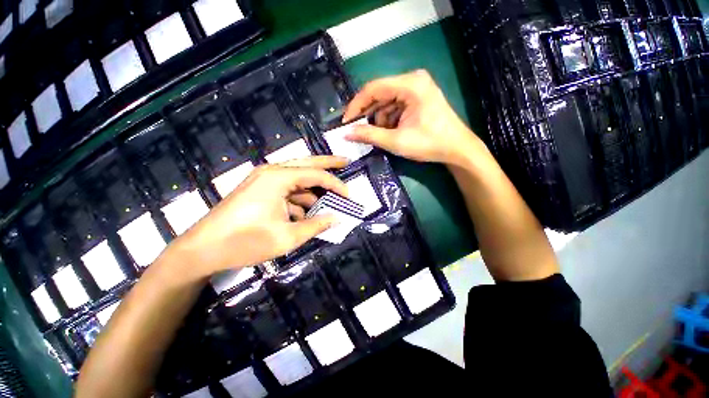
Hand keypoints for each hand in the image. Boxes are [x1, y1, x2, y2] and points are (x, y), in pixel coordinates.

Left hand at [166, 156, 348, 277]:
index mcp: (278, 178)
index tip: (348, 196)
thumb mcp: (287, 237)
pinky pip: (287, 190)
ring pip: (297, 178)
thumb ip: (316, 226)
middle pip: (307, 163)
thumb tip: (337, 219)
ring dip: (313, 190)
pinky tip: (306, 215)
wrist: (202, 250)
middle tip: (345, 161)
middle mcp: (271, 172)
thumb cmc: (245, 242)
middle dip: (328, 163)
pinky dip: (299, 199)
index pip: (316, 175)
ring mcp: (264, 180)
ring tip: (329, 202)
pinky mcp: (259, 190)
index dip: (336, 185)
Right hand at [343, 70, 482, 165]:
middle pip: (380, 94)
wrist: (457, 149)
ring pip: (387, 101)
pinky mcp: (418, 98)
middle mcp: (413, 80)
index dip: (356, 105)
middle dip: (368, 114)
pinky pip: (396, 105)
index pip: (373, 88)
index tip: (345, 122)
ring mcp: (417, 88)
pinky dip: (389, 119)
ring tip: (381, 136)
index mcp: (410, 84)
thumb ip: (369, 135)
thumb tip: (346, 133)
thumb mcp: (396, 141)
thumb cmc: (429, 144)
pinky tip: (391, 132)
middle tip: (358, 131)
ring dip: (380, 119)